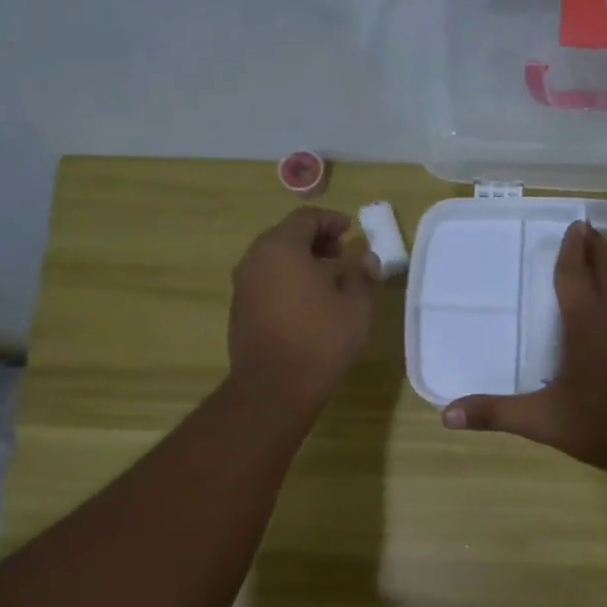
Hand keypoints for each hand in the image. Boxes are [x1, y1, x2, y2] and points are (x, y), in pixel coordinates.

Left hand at [228, 207, 379, 415]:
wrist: (274, 387)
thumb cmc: (319, 340)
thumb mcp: (355, 307)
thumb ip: (362, 276)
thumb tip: (367, 259)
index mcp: (281, 248)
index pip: (305, 218)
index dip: (330, 220)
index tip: (350, 230)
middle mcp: (255, 259)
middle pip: (285, 236)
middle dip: (314, 239)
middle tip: (340, 252)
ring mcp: (242, 286)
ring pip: (272, 259)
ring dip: (299, 261)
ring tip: (326, 278)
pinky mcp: (239, 310)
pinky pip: (265, 282)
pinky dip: (285, 280)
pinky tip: (306, 302)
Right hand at [442, 219, 606, 477]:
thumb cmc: (602, 424)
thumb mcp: (542, 420)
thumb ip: (495, 413)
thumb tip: (446, 415)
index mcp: (586, 324)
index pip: (575, 276)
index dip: (571, 251)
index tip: (573, 225)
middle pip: (606, 270)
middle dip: (595, 247)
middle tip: (585, 228)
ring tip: (601, 253)